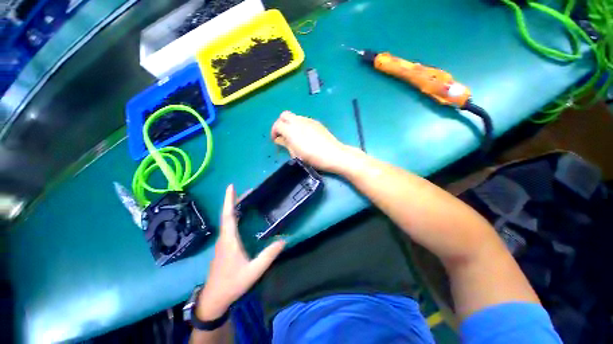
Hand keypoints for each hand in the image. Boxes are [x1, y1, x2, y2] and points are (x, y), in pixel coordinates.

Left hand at [196, 185, 284, 319]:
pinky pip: (228, 226)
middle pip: (227, 215)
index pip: (228, 216)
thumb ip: (269, 255)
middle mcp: (224, 238)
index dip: (229, 200)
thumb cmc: (232, 284)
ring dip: (234, 208)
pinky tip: (242, 217)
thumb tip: (284, 240)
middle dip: (235, 200)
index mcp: (229, 240)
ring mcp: (222, 242)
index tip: (231, 186)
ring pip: (227, 220)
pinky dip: (234, 217)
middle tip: (247, 191)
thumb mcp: (254, 271)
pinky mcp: (223, 246)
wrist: (214, 299)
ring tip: (246, 200)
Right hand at [271, 111, 356, 172]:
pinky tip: (305, 135)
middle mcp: (299, 121)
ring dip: (290, 124)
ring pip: (294, 117)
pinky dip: (299, 125)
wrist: (334, 154)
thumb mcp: (296, 153)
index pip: (277, 124)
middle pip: (284, 115)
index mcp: (292, 130)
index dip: (274, 132)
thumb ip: (286, 144)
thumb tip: (279, 139)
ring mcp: (309, 120)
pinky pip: (303, 120)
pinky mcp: (316, 123)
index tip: (276, 140)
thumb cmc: (313, 157)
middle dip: (280, 123)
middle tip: (283, 135)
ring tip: (294, 136)